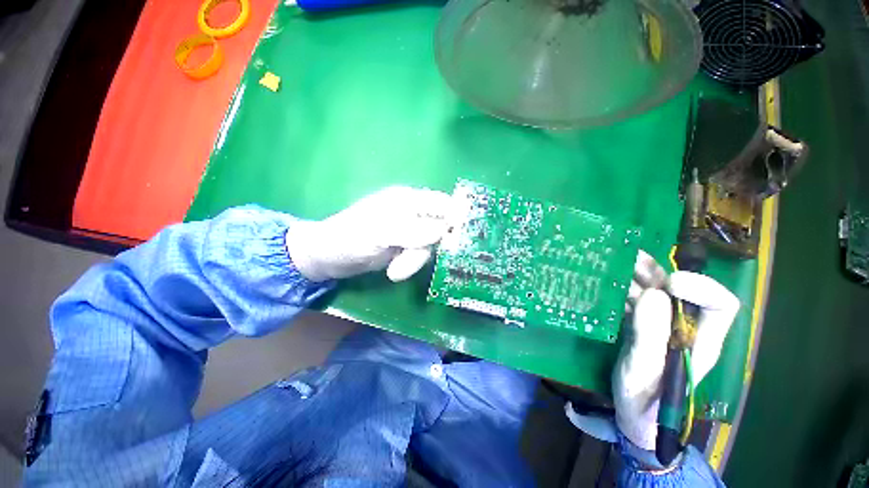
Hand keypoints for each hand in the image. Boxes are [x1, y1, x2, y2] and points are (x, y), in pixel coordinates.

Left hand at [285, 186, 456, 281]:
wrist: (330, 257)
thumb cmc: (350, 238)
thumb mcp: (380, 232)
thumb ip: (412, 230)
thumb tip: (442, 231)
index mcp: (407, 199)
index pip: (442, 203)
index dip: (453, 218)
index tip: (453, 240)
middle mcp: (413, 212)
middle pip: (439, 226)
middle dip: (427, 247)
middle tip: (409, 260)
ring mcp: (410, 231)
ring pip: (430, 244)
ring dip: (415, 260)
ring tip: (396, 271)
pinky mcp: (405, 246)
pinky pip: (420, 254)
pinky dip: (411, 264)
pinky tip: (395, 270)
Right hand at [613, 251, 739, 449]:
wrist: (631, 412)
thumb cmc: (644, 399)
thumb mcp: (646, 370)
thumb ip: (651, 336)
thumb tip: (655, 294)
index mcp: (700, 340)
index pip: (720, 304)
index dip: (700, 287)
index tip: (667, 285)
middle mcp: (683, 326)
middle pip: (680, 290)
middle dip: (656, 272)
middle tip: (628, 258)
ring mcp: (660, 324)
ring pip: (653, 290)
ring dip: (634, 274)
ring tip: (613, 261)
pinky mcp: (639, 324)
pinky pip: (634, 299)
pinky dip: (621, 287)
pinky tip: (605, 281)